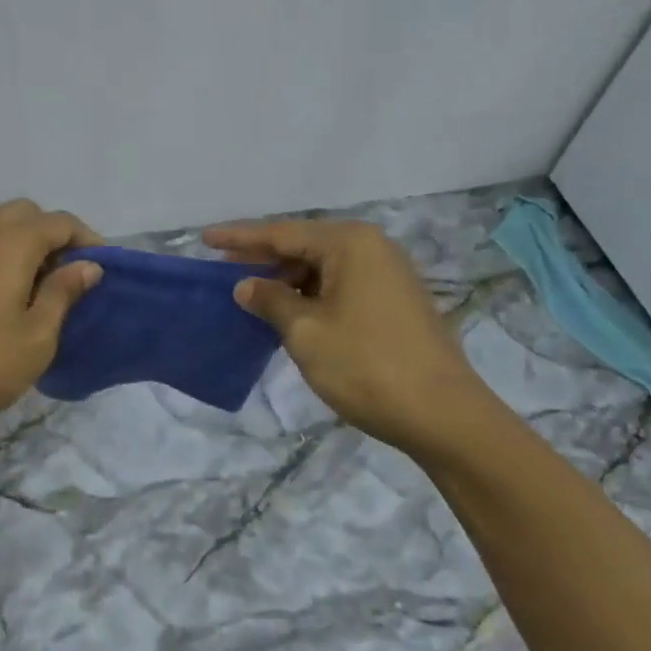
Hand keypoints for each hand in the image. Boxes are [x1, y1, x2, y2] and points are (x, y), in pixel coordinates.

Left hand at [0, 200, 103, 446]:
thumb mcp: (36, 338)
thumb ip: (63, 293)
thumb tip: (88, 264)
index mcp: (11, 244)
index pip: (59, 221)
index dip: (86, 238)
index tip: (100, 268)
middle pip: (25, 213)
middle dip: (52, 233)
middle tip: (65, 273)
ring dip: (22, 240)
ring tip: (33, 284)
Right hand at [203, 218, 493, 454]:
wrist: (445, 417)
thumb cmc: (367, 366)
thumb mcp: (305, 332)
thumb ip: (270, 301)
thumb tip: (246, 285)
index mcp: (350, 243)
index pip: (282, 233)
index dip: (240, 238)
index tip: (205, 238)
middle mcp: (372, 248)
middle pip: (304, 246)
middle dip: (264, 259)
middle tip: (224, 270)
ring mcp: (389, 275)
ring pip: (323, 269)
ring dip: (287, 280)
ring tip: (252, 294)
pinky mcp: (396, 303)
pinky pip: (341, 286)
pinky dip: (311, 296)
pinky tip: (290, 312)